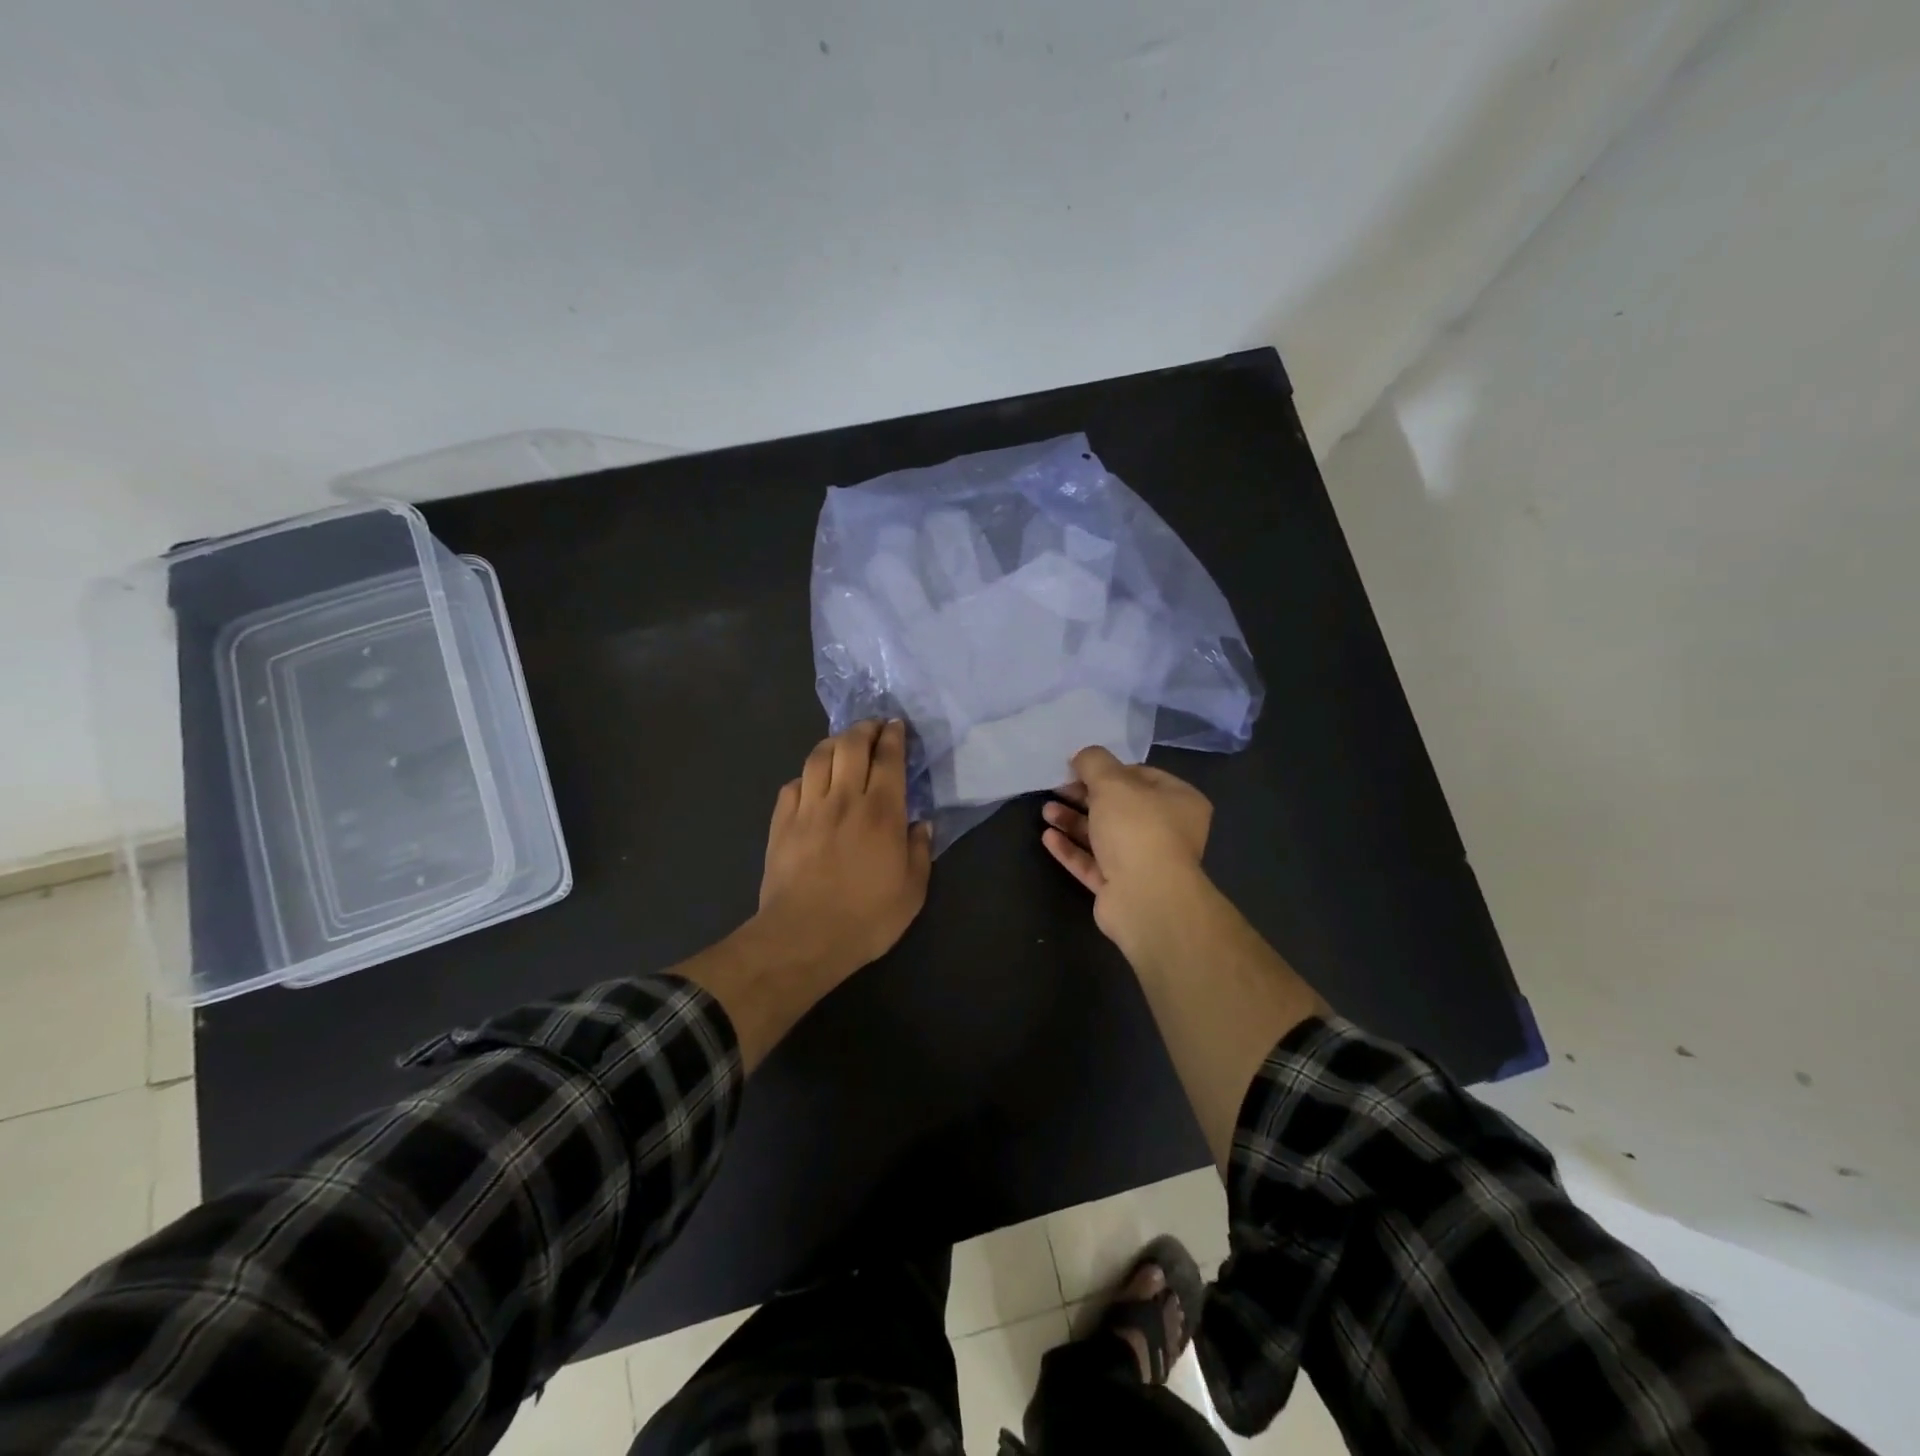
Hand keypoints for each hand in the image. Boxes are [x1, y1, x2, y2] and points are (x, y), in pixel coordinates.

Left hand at [755, 719, 933, 982]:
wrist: (803, 937)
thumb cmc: (866, 918)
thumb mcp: (912, 891)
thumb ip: (920, 852)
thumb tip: (920, 824)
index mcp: (881, 812)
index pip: (888, 759)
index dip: (894, 737)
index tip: (897, 726)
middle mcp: (844, 798)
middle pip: (851, 745)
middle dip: (864, 728)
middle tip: (873, 727)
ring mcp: (808, 808)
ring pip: (818, 757)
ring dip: (833, 743)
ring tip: (842, 744)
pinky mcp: (781, 822)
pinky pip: (792, 784)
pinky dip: (805, 776)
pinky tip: (811, 783)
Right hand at [1040, 746, 1212, 953]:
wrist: (1145, 898)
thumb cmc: (1137, 828)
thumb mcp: (1112, 782)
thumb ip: (1094, 762)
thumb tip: (1083, 756)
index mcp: (1179, 801)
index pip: (1142, 776)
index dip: (1108, 769)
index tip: (1078, 767)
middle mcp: (1167, 831)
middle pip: (1120, 807)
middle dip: (1085, 796)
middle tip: (1056, 788)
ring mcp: (1144, 863)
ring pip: (1104, 836)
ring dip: (1074, 822)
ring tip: (1046, 811)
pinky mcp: (1121, 888)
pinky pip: (1093, 863)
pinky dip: (1072, 850)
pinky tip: (1048, 837)